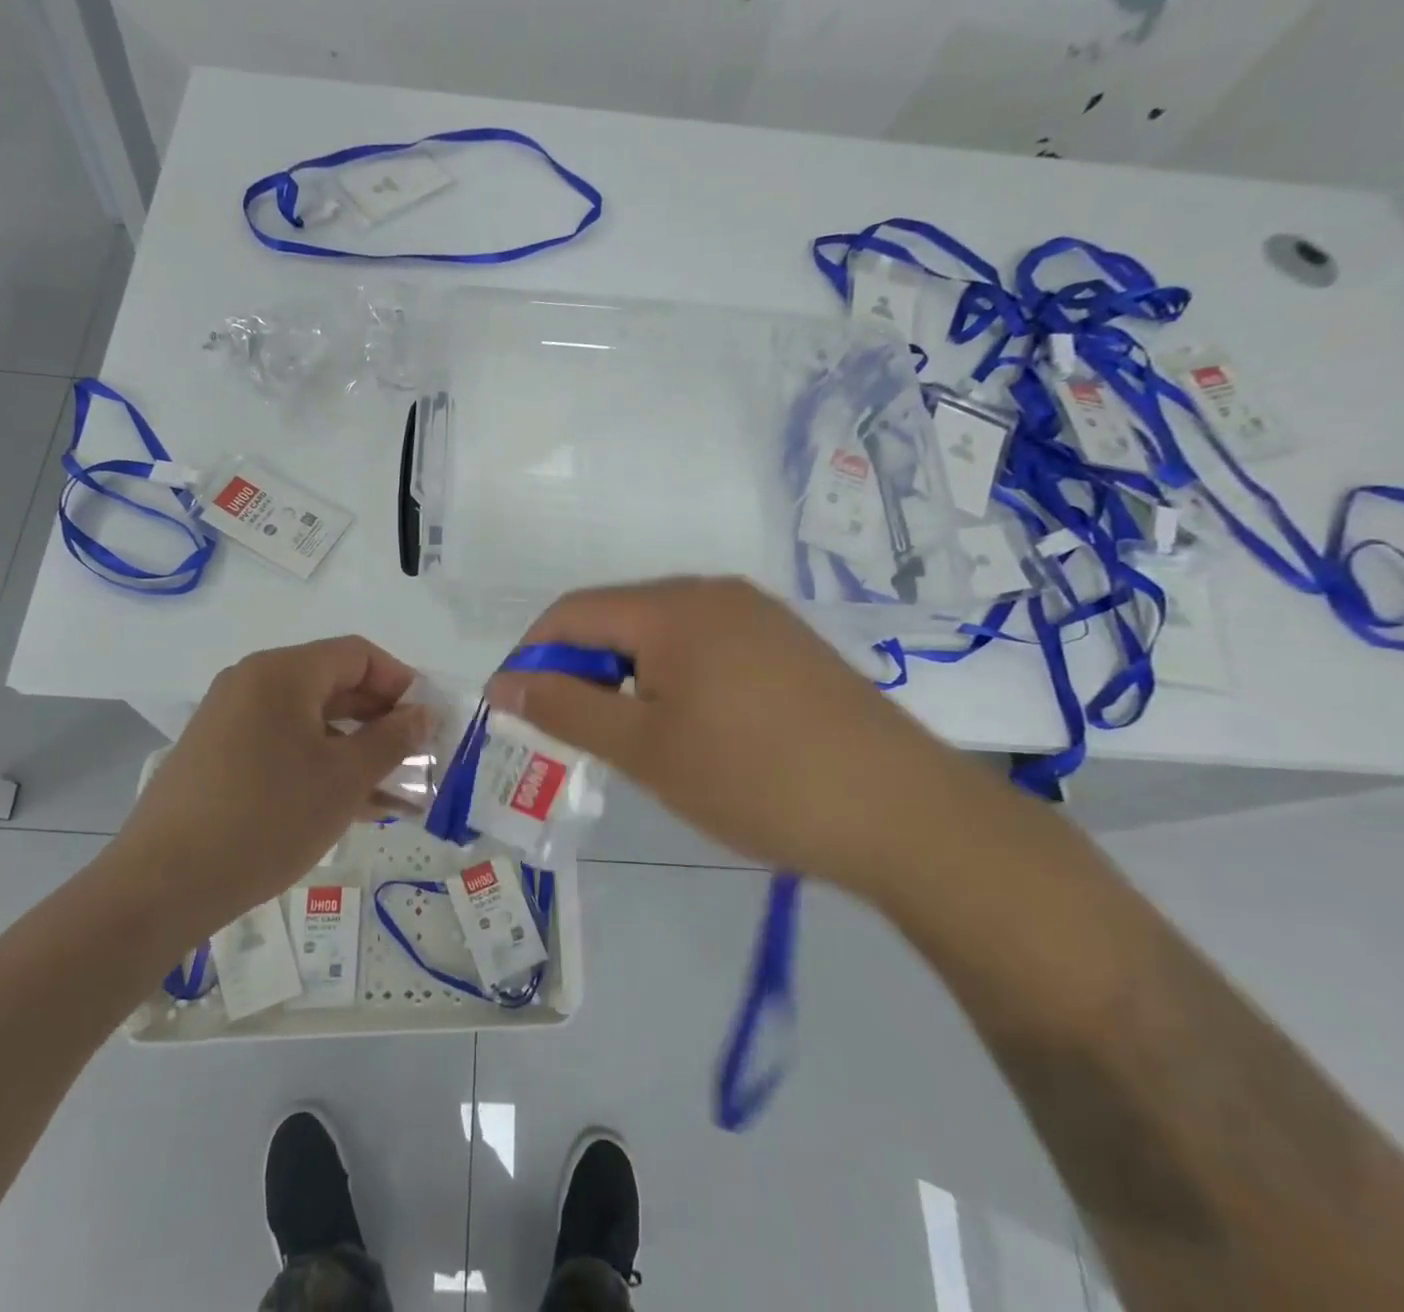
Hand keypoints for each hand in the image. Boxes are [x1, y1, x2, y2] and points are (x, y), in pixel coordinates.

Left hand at [105, 637, 429, 938]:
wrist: (162, 886)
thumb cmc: (267, 818)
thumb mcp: (344, 778)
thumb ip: (392, 739)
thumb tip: (423, 713)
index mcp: (282, 673)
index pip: (357, 654)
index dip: (402, 681)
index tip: (430, 720)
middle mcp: (253, 684)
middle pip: (334, 686)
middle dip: (382, 721)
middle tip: (419, 758)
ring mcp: (231, 722)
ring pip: (312, 724)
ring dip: (357, 752)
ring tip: (397, 794)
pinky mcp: (220, 759)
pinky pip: (285, 748)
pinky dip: (322, 768)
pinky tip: (354, 807)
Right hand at [484, 577, 965, 890]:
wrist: (900, 812)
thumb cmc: (753, 778)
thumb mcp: (644, 748)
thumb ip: (566, 708)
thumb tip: (503, 684)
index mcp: (674, 605)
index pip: (573, 612)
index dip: (533, 656)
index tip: (517, 708)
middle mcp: (715, 592)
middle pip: (619, 617)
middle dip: (582, 669)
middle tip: (575, 732)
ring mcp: (759, 615)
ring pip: (663, 634)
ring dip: (627, 675)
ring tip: (631, 737)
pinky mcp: (788, 645)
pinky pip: (706, 647)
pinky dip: (674, 679)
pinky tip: (691, 728)